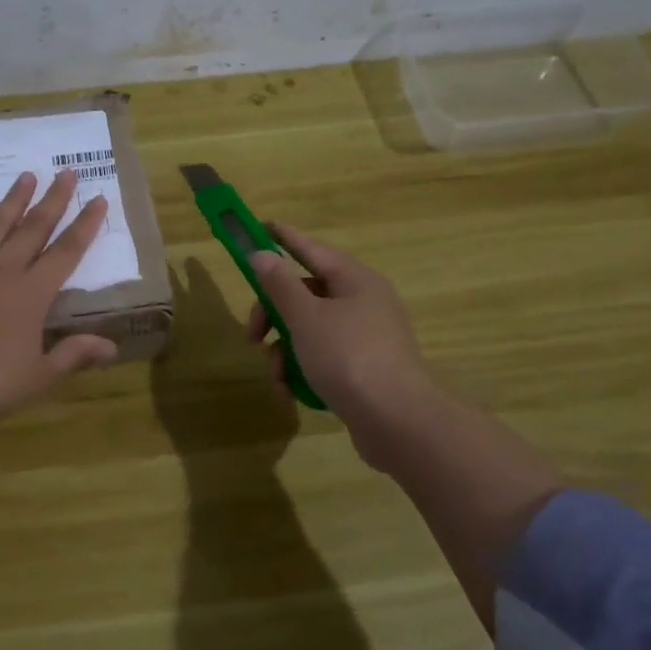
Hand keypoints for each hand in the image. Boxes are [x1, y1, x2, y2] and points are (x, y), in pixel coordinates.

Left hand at [0, 169, 118, 434]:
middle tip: (65, 171)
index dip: (85, 225)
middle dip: (53, 200)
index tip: (98, 198)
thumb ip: (74, 354)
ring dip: (12, 200)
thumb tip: (113, 347)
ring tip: (25, 176)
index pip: (66, 252)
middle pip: (33, 228)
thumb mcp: (40, 376)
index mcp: (32, 294)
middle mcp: (3, 271)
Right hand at [245, 224, 439, 469]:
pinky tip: (291, 391)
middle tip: (252, 335)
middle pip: (306, 293)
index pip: (311, 249)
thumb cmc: (348, 358)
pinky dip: (303, 369)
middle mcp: (363, 302)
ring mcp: (366, 336)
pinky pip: (324, 356)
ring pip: (311, 329)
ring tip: (276, 376)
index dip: (284, 239)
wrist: (398, 422)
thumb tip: (262, 254)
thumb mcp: (305, 318)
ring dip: (285, 349)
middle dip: (273, 313)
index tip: (261, 227)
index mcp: (354, 281)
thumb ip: (279, 285)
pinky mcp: (364, 368)